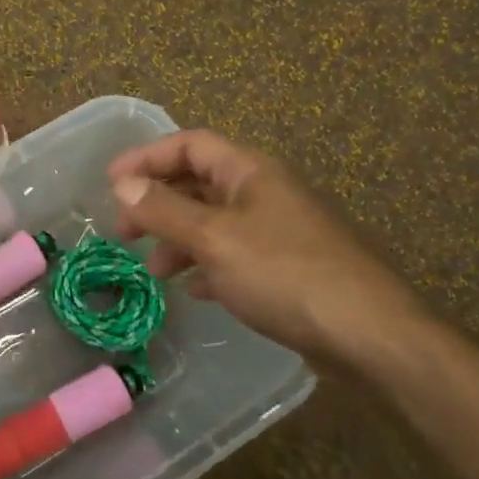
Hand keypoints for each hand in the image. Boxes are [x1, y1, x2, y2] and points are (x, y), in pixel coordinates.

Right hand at [108, 130, 427, 375]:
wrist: (367, 334)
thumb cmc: (284, 273)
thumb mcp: (214, 238)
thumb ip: (164, 210)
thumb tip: (122, 184)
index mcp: (249, 171)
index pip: (189, 144)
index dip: (147, 156)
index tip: (111, 182)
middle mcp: (264, 192)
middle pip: (199, 183)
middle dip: (157, 203)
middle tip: (124, 231)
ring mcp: (278, 230)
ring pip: (214, 222)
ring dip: (178, 239)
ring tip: (154, 271)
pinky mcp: (287, 266)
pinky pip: (234, 254)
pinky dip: (207, 265)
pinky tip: (194, 290)